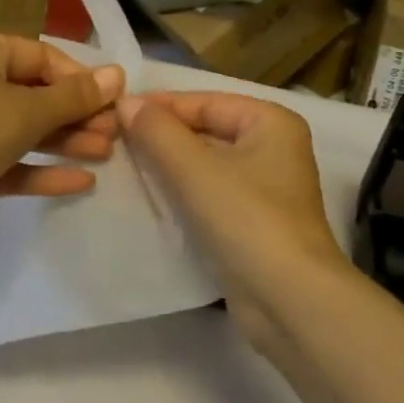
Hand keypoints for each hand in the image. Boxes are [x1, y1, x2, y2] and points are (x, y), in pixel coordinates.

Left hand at [0, 32, 124, 238]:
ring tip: (106, 153)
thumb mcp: (32, 107)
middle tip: (114, 131)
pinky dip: (43, 170)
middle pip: (35, 96)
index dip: (78, 77)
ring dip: (66, 141)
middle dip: (77, 114)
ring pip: (26, 131)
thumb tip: (119, 75)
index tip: (111, 99)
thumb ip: (76, 96)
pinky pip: (12, 164)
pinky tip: (81, 182)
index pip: (41, 57)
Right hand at [119, 91, 350, 344]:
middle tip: (113, 140)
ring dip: (169, 165)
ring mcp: (266, 188)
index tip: (114, 114)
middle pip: (206, 130)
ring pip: (207, 164)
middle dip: (162, 136)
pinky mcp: (254, 223)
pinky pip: (211, 193)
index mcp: (270, 122)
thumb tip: (125, 102)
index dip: (159, 106)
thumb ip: (157, 132)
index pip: (204, 102)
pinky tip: (150, 197)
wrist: (289, 301)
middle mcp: (274, 148)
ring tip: (124, 165)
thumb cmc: (246, 219)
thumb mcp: (194, 169)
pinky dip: (183, 192)